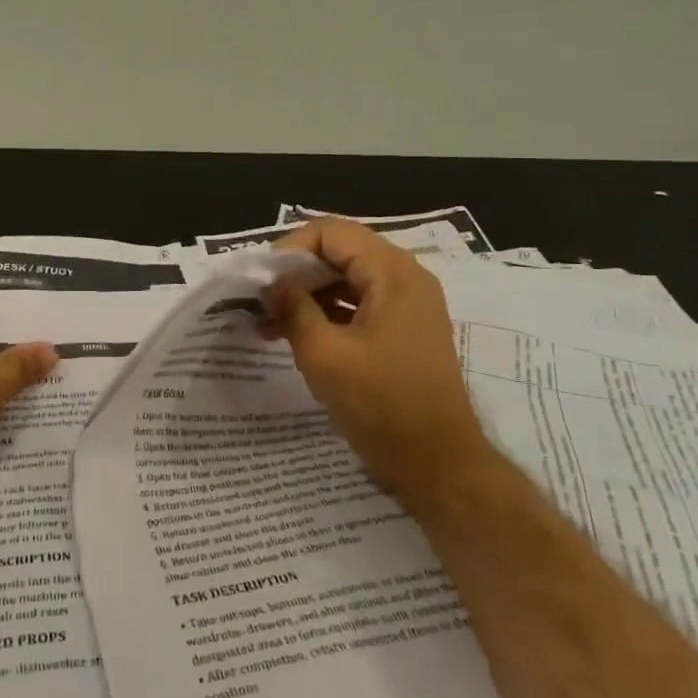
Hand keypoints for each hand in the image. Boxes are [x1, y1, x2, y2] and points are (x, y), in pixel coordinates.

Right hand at [265, 220, 485, 503]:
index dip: (290, 249)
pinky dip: (326, 314)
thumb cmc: (381, 405)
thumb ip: (293, 308)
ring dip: (307, 296)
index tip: (262, 281)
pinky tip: (293, 336)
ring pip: (346, 279)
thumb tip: (271, 282)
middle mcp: (405, 278)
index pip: (330, 232)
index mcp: (391, 273)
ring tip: (267, 324)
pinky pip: (358, 304)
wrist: (438, 464)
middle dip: (295, 274)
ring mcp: (407, 305)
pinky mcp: (403, 330)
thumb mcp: (324, 355)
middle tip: (259, 301)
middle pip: (339, 252)